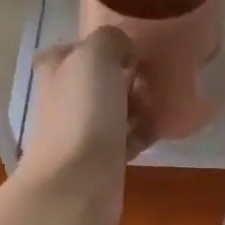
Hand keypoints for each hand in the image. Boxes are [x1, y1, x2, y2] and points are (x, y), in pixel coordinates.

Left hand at [15, 26, 149, 224]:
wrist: (78, 184)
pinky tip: (163, 129)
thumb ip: (111, 40)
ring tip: (167, 102)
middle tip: (159, 77)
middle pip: (102, 80)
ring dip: (140, 106)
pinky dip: (144, 133)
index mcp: (57, 69)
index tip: (139, 49)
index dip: (109, 46)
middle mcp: (64, 98)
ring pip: (116, 110)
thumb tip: (125, 52)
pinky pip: (127, 139)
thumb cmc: (83, 115)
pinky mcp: (101, 160)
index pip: (81, 48)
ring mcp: (82, 132)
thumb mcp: (96, 57)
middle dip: (130, 78)